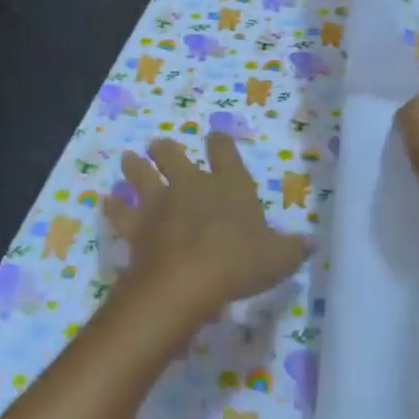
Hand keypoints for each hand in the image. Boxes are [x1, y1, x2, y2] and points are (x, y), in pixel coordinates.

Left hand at [103, 134, 310, 345]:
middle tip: (160, 147)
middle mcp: (190, 184)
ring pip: (140, 174)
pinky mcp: (135, 225)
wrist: (187, 280)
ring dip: (134, 167)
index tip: (215, 137)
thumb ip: (292, 249)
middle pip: (172, 155)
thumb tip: (310, 244)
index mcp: (228, 185)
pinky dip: (114, 207)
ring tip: (129, 160)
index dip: (219, 142)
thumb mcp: (278, 259)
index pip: (224, 151)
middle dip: (165, 150)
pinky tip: (108, 202)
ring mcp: (158, 202)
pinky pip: (119, 211)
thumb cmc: (239, 263)